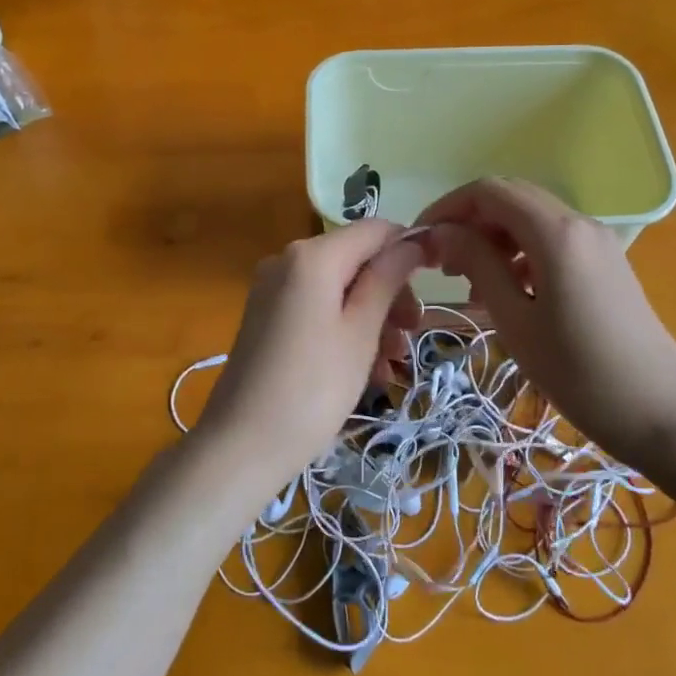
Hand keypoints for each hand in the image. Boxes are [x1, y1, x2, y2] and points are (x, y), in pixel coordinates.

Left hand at [195, 220, 426, 490]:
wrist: (241, 445)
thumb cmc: (313, 387)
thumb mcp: (361, 332)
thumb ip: (387, 279)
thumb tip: (413, 240)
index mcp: (312, 256)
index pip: (374, 230)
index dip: (408, 249)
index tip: (435, 282)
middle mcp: (287, 261)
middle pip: (355, 260)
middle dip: (390, 293)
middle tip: (412, 335)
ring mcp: (272, 290)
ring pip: (338, 289)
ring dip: (372, 319)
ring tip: (394, 363)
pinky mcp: (266, 318)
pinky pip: (316, 309)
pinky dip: (344, 330)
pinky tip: (367, 371)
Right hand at [417, 179, 675, 466]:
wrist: (662, 411)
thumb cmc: (579, 372)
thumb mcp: (516, 320)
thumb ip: (476, 265)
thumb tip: (440, 232)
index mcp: (555, 232)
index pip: (489, 191)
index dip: (448, 207)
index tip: (421, 241)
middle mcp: (579, 222)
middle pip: (511, 198)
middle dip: (469, 220)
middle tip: (441, 262)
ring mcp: (597, 241)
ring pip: (531, 218)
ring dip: (494, 237)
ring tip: (470, 283)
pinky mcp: (606, 262)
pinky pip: (552, 239)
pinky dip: (520, 251)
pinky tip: (508, 291)